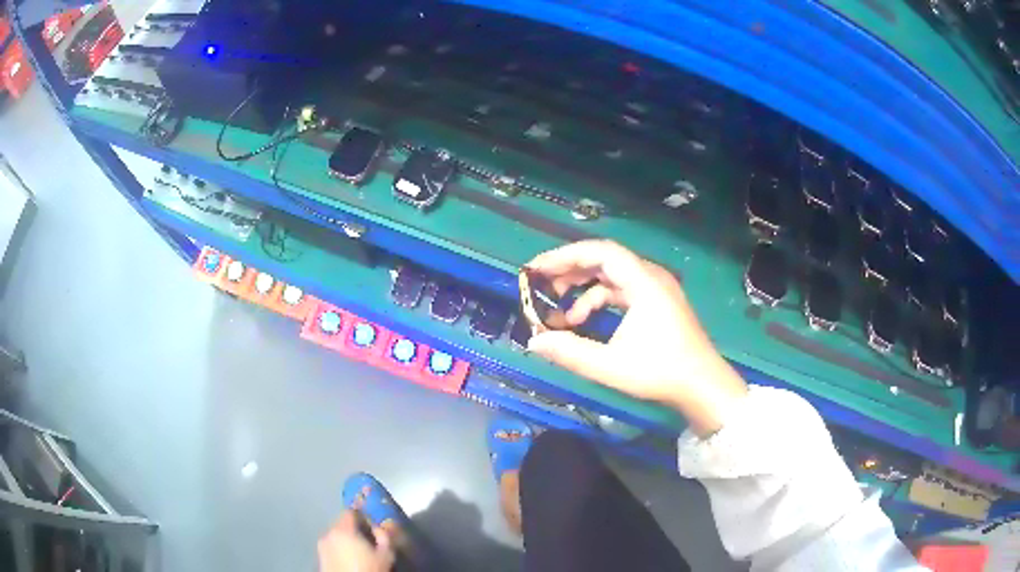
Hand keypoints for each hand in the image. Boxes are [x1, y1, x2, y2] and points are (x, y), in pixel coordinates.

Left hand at [318, 511, 394, 571]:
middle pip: (341, 523)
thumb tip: (377, 527)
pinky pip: (330, 546)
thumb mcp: (385, 554)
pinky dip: (338, 548)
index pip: (350, 512)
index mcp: (344, 529)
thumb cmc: (369, 569)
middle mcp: (329, 533)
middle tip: (365, 539)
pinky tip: (348, 558)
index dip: (361, 515)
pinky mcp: (319, 556)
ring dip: (344, 538)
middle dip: (352, 528)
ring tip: (356, 550)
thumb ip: (383, 536)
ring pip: (335, 535)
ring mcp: (321, 545)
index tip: (369, 524)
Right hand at [525, 240, 747, 436]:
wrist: (703, 385)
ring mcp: (657, 289)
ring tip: (563, 315)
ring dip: (584, 290)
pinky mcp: (658, 302)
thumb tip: (534, 341)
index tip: (537, 269)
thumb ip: (570, 352)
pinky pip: (623, 290)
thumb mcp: (610, 365)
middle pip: (605, 260)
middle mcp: (651, 277)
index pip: (600, 252)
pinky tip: (587, 322)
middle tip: (543, 288)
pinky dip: (601, 301)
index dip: (565, 256)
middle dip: (571, 272)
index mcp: (643, 282)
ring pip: (613, 276)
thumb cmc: (661, 372)